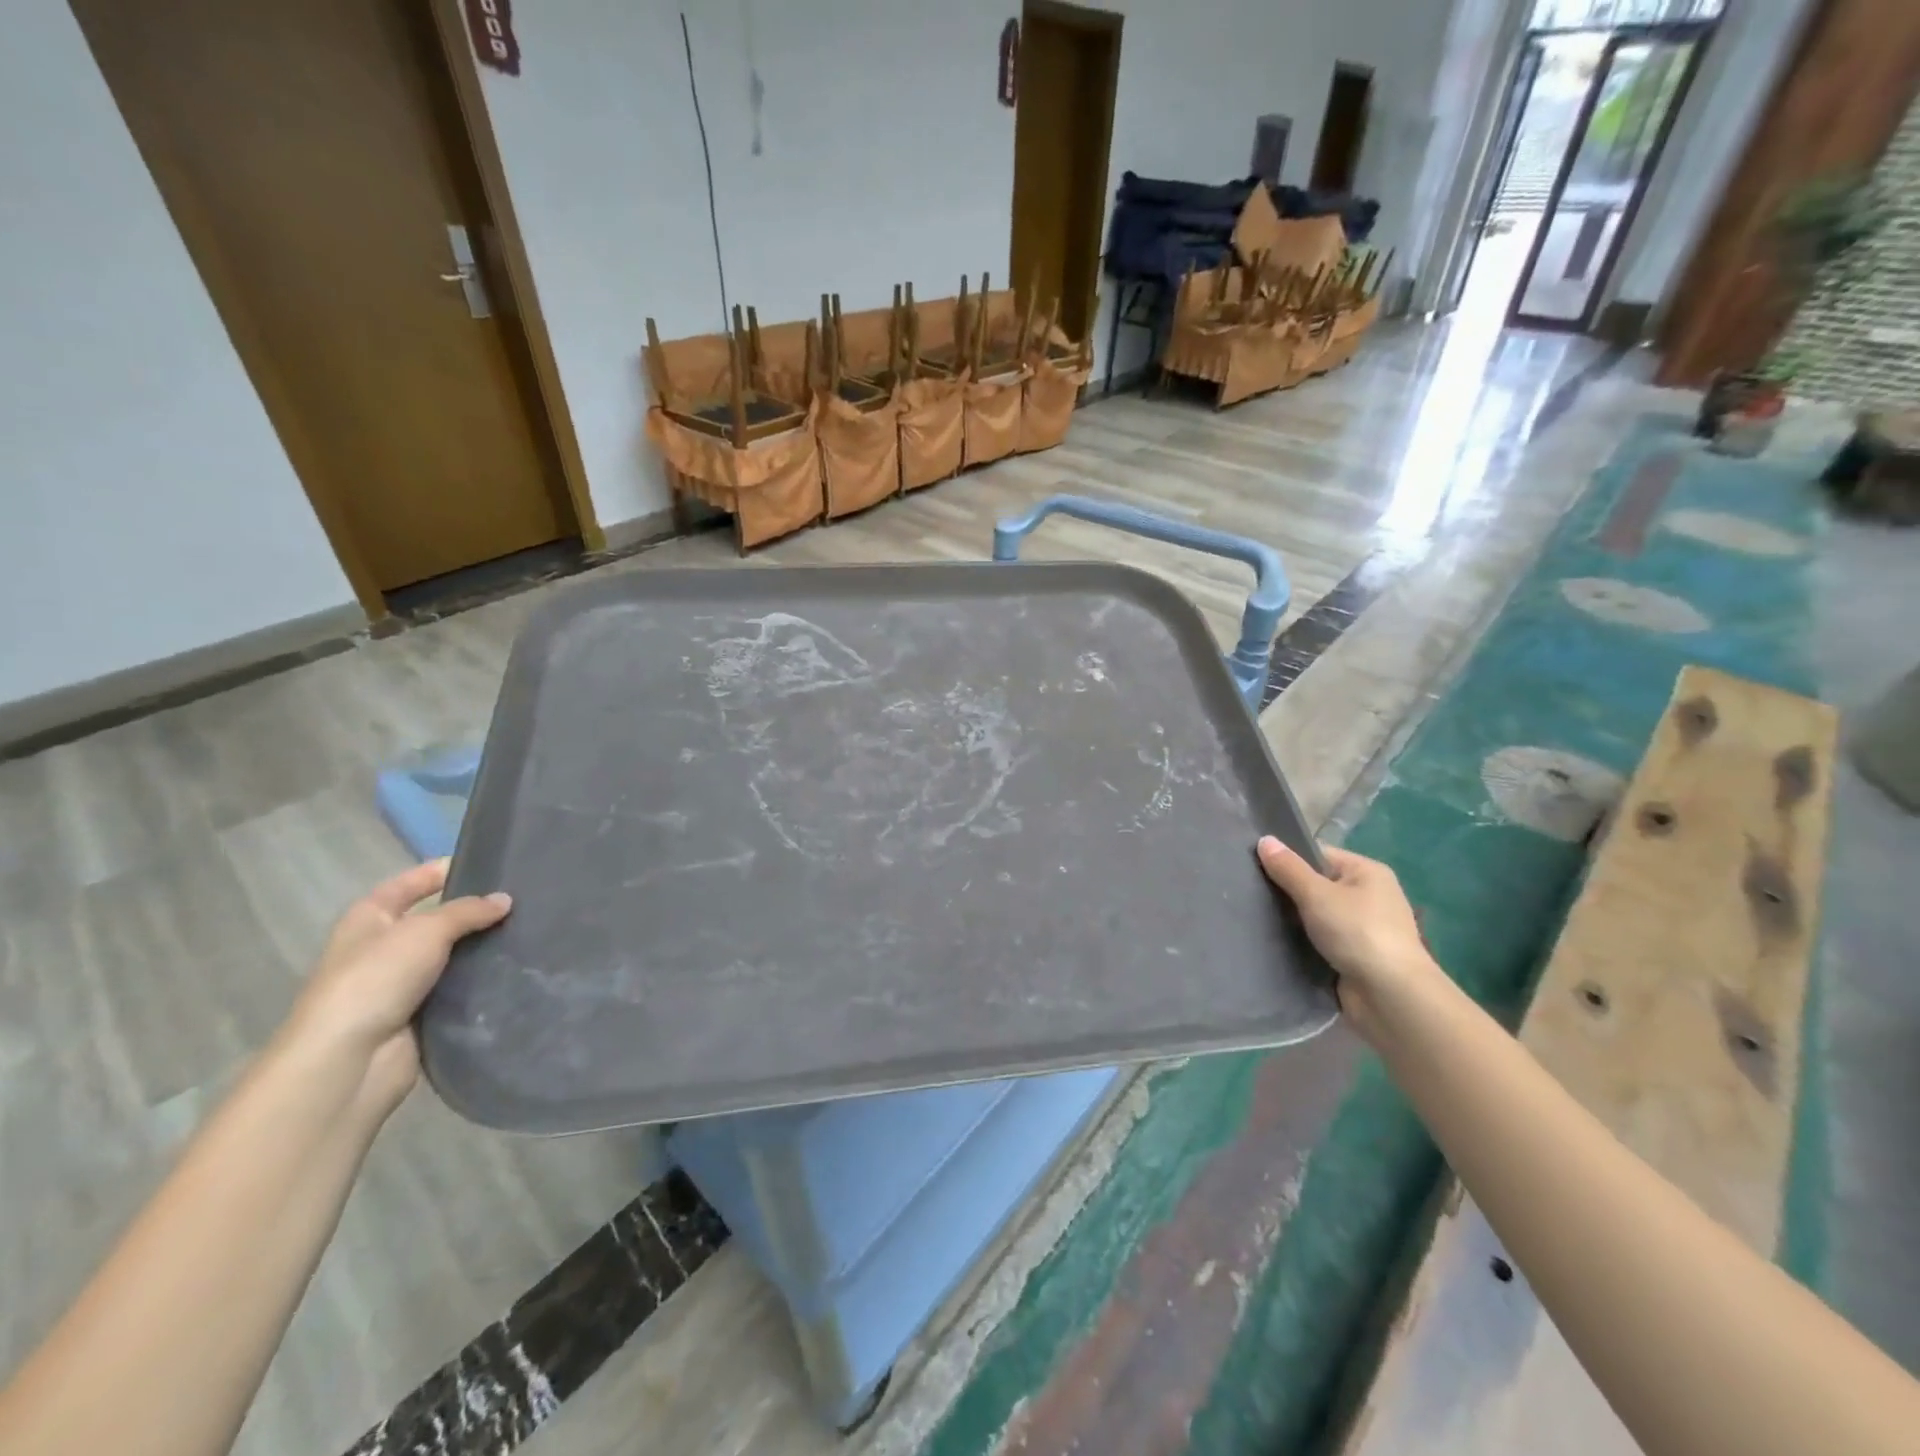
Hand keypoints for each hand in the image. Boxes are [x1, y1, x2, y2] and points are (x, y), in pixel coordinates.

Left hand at [281, 860, 510, 1116]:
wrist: (349, 1060)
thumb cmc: (376, 979)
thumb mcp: (426, 930)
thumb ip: (468, 911)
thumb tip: (505, 900)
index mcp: (369, 918)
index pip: (409, 884)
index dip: (441, 871)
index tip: (489, 862)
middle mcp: (383, 947)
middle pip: (437, 919)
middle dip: (475, 911)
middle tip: (525, 898)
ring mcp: (401, 984)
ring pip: (452, 955)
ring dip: (483, 948)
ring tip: (531, 930)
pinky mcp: (421, 1014)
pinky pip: (459, 988)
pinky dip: (482, 980)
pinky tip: (518, 968)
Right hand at [1257, 837, 1432, 1036]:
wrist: (1390, 996)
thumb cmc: (1357, 933)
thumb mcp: (1317, 894)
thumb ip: (1288, 868)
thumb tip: (1264, 839)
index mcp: (1368, 872)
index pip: (1319, 855)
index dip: (1289, 859)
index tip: (1256, 867)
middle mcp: (1370, 896)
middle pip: (1318, 885)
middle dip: (1288, 892)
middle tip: (1251, 894)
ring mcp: (1364, 929)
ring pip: (1317, 915)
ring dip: (1294, 920)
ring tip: (1256, 918)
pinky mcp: (1355, 957)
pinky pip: (1321, 941)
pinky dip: (1303, 942)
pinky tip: (1276, 943)